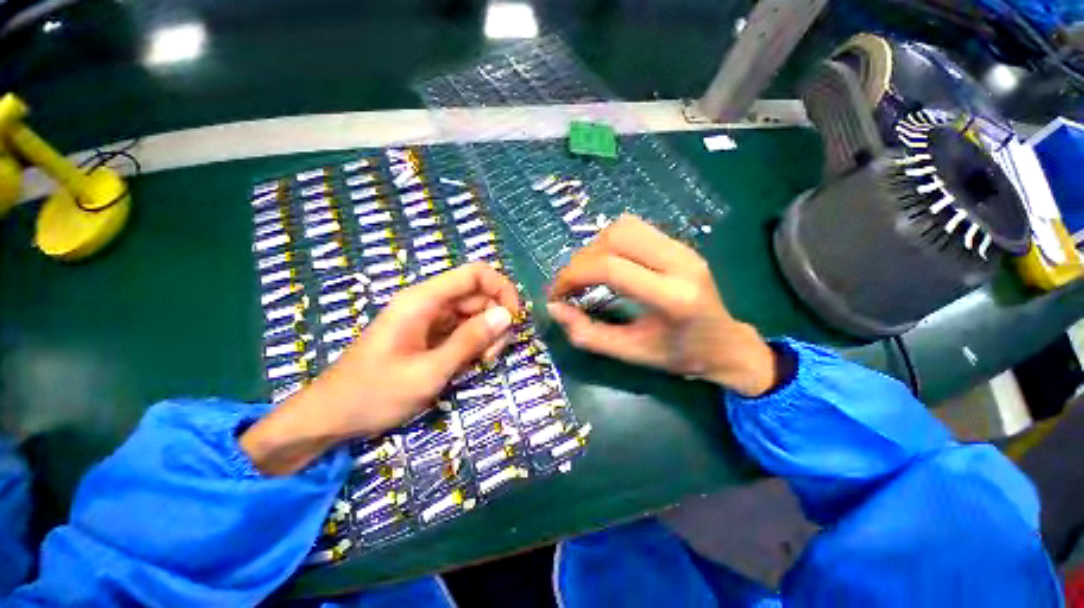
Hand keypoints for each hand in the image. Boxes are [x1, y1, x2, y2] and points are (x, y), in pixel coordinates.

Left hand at [242, 263, 520, 474]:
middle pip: (478, 295)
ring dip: (487, 334)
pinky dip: (474, 343)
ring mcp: (428, 318)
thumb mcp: (429, 371)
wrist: (331, 416)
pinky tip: (472, 364)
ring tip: (482, 363)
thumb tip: (506, 315)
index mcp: (423, 300)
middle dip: (495, 320)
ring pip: (474, 313)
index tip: (513, 319)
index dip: (502, 289)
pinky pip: (462, 329)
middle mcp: (428, 302)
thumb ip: (470, 341)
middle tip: (494, 354)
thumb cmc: (375, 394)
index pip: (476, 274)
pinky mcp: (429, 334)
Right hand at [547, 215, 776, 397]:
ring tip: (586, 273)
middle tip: (570, 285)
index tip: (557, 294)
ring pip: (624, 226)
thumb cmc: (678, 355)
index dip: (573, 276)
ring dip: (595, 247)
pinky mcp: (679, 244)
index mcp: (671, 296)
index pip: (610, 268)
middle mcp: (679, 262)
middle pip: (615, 237)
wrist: (725, 344)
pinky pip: (635, 229)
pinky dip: (610, 243)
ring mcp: (682, 248)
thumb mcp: (630, 352)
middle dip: (581, 259)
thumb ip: (588, 334)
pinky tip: (606, 264)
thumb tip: (554, 308)